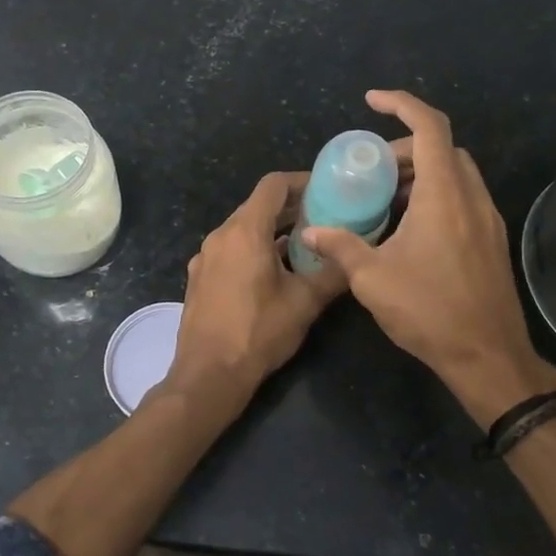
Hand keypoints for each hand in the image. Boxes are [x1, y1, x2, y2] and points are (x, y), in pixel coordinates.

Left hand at [162, 171, 347, 404]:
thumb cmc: (258, 332)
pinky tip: (273, 272)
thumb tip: (356, 257)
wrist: (208, 374)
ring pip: (242, 230)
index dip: (301, 182)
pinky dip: (253, 249)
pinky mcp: (199, 278)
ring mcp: (205, 257)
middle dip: (290, 208)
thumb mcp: (305, 303)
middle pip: (257, 206)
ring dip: (272, 230)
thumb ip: (333, 274)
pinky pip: (230, 250)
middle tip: (324, 216)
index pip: (273, 186)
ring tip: (304, 245)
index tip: (326, 189)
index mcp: (245, 231)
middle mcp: (220, 236)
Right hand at [302, 90, 555, 425]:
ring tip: (386, 198)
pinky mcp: (492, 241)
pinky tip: (410, 228)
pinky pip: (464, 199)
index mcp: (444, 196)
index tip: (372, 101)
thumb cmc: (429, 312)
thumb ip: (341, 247)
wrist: (488, 356)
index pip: (430, 127)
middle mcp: (472, 198)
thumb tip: (311, 231)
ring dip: (423, 173)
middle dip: (407, 147)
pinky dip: (437, 196)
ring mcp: (488, 220)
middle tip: (373, 169)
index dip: (401, 104)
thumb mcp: (372, 279)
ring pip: (457, 174)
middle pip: (444, 149)